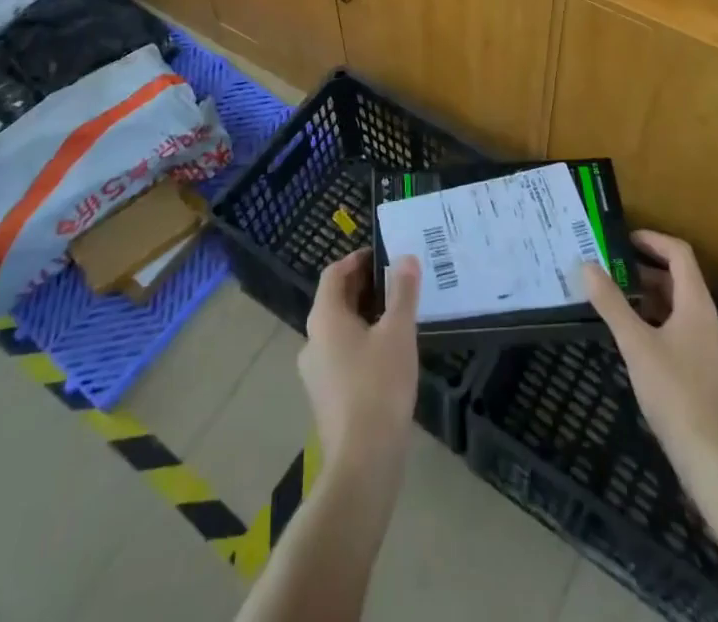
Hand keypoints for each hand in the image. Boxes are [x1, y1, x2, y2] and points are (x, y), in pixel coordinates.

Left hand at [299, 248, 420, 473]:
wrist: (363, 462)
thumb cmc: (379, 385)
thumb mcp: (398, 332)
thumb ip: (402, 292)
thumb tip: (405, 258)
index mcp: (324, 318)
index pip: (333, 274)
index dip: (357, 260)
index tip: (383, 255)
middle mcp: (312, 341)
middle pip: (335, 300)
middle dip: (364, 286)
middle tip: (396, 280)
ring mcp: (316, 372)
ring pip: (339, 329)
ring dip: (365, 315)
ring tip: (398, 314)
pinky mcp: (326, 397)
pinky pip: (342, 355)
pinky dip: (362, 342)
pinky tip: (389, 353)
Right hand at [583, 231, 717, 472]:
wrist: (711, 458)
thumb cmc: (674, 393)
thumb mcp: (636, 344)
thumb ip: (611, 304)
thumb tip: (587, 266)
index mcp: (697, 304)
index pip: (679, 253)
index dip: (652, 240)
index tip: (623, 239)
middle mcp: (707, 317)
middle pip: (678, 277)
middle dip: (644, 268)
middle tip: (610, 268)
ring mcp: (709, 344)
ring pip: (678, 304)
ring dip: (649, 294)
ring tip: (616, 298)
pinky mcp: (705, 368)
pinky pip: (680, 327)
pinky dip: (657, 318)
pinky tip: (634, 336)